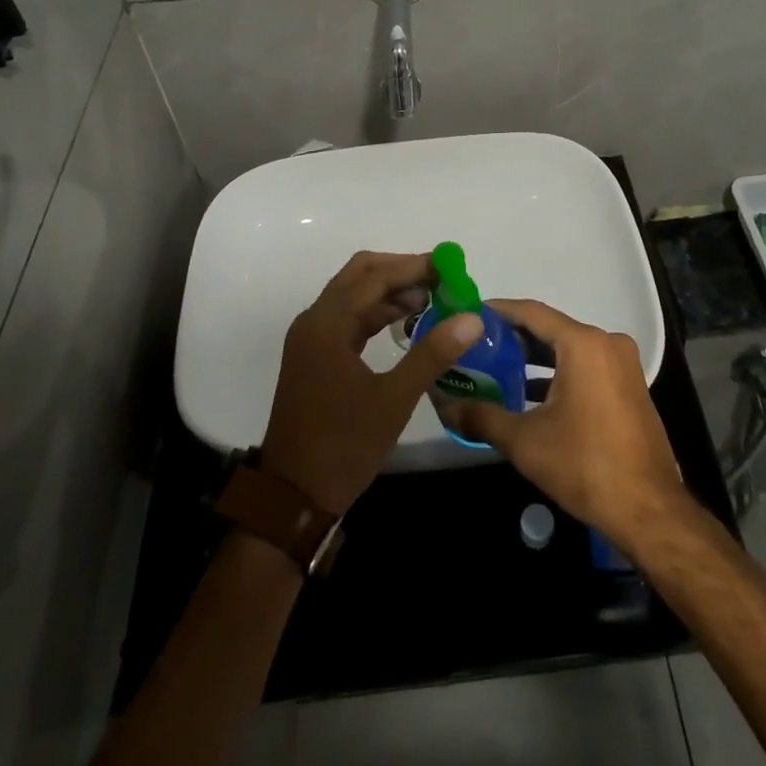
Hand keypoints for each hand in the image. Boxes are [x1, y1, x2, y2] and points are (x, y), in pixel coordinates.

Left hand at [258, 251, 484, 513]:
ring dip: (390, 292)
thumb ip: (432, 354)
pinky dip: (377, 313)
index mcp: (327, 324)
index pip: (375, 277)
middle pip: (360, 276)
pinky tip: (406, 323)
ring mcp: (312, 338)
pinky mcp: (315, 356)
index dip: (414, 267)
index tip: (450, 267)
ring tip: (433, 300)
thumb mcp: (394, 400)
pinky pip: (349, 319)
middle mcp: (315, 321)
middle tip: (441, 279)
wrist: (293, 498)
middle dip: (401, 271)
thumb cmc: (343, 445)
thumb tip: (472, 318)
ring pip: (354, 296)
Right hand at [446, 299, 689, 551]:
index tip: (471, 314)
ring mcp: (623, 365)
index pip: (532, 313)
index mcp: (583, 344)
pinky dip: (559, 373)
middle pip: (552, 329)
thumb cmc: (584, 465)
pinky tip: (531, 394)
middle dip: (514, 337)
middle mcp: (607, 343)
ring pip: (570, 349)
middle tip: (478, 346)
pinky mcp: (630, 387)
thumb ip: (482, 418)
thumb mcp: (525, 441)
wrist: (648, 511)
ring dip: (536, 358)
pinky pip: (587, 366)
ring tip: (498, 368)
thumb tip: (447, 408)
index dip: (499, 311)